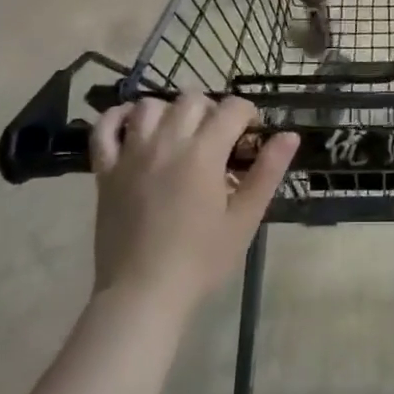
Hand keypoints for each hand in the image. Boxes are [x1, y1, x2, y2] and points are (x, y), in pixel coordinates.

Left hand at [90, 94, 298, 309]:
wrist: (143, 294)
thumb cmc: (201, 260)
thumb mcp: (244, 218)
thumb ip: (267, 172)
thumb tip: (290, 135)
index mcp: (203, 153)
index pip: (231, 108)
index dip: (247, 115)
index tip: (249, 136)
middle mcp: (167, 142)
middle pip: (192, 99)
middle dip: (211, 110)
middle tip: (218, 140)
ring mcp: (131, 154)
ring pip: (149, 105)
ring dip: (169, 111)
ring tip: (179, 134)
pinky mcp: (106, 171)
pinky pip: (104, 129)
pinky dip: (117, 118)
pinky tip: (132, 126)